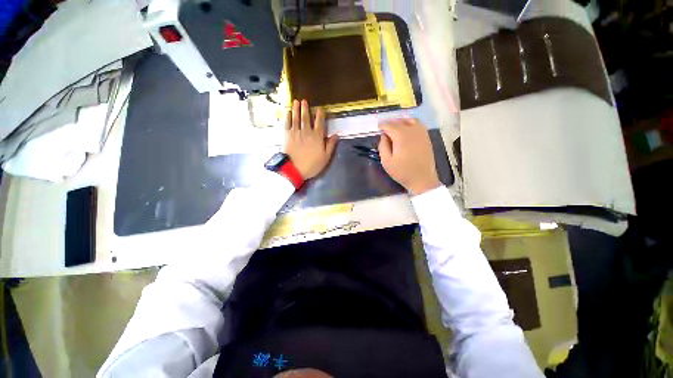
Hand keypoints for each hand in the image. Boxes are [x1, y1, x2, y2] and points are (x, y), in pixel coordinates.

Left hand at [284, 99, 338, 179]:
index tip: (320, 108)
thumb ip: (331, 145)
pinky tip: (287, 112)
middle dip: (305, 108)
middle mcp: (307, 131)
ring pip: (296, 118)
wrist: (295, 169)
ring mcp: (296, 132)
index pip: (319, 122)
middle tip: (304, 100)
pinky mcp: (287, 135)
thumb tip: (336, 135)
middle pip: (306, 117)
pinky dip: (287, 116)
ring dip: (296, 109)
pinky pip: (287, 123)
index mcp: (317, 136)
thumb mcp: (325, 157)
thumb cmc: (312, 164)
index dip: (320, 114)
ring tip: (296, 101)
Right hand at [378, 118, 441, 195]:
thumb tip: (383, 136)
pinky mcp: (426, 137)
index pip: (389, 125)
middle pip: (399, 121)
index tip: (378, 128)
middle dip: (390, 124)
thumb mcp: (386, 162)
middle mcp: (412, 131)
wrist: (422, 179)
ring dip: (401, 121)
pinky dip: (410, 124)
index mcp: (401, 136)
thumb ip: (382, 146)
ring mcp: (421, 133)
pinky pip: (418, 124)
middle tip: (384, 130)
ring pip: (410, 120)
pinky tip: (407, 131)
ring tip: (395, 128)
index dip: (382, 126)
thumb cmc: (402, 172)